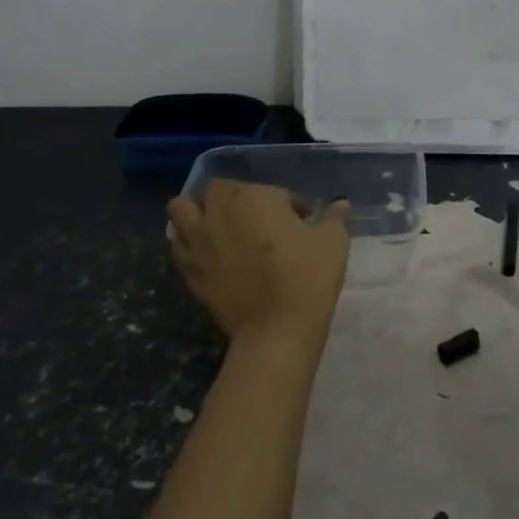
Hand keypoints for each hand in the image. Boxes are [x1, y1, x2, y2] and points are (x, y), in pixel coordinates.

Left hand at [167, 180, 350, 356]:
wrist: (276, 329)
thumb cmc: (307, 275)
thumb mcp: (333, 240)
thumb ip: (334, 217)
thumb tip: (341, 204)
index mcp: (253, 197)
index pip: (272, 190)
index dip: (290, 203)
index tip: (303, 222)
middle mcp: (219, 211)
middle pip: (217, 189)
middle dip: (236, 197)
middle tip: (257, 219)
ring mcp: (198, 242)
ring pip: (181, 209)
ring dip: (197, 211)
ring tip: (217, 225)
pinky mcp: (189, 271)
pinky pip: (178, 245)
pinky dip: (188, 242)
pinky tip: (208, 253)